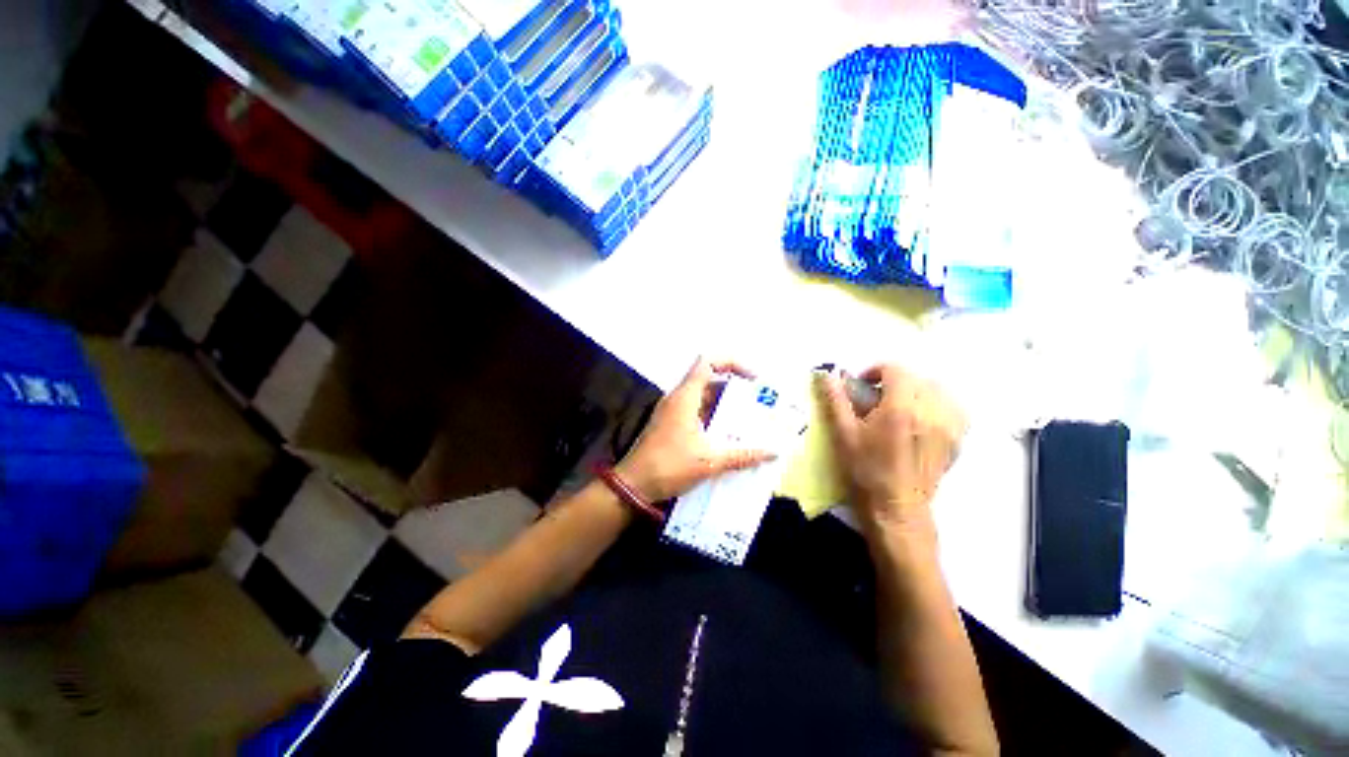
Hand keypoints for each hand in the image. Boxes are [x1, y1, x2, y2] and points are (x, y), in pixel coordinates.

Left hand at [617, 358, 776, 501]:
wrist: (633, 486)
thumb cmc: (669, 466)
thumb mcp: (709, 461)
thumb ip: (742, 455)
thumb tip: (772, 452)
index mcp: (685, 397)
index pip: (708, 362)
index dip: (732, 363)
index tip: (753, 380)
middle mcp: (678, 398)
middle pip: (709, 380)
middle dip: (734, 389)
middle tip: (757, 403)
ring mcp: (673, 411)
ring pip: (703, 398)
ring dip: (725, 406)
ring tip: (749, 419)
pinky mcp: (671, 424)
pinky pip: (697, 412)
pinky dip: (714, 418)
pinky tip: (729, 435)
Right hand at [818, 364, 965, 538]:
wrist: (895, 508)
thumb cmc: (864, 470)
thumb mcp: (843, 434)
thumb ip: (835, 400)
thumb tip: (826, 374)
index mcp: (900, 408)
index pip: (896, 369)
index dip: (875, 371)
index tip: (862, 385)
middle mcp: (930, 412)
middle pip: (917, 377)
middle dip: (894, 381)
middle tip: (876, 398)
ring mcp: (948, 427)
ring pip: (939, 390)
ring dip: (918, 389)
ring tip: (901, 405)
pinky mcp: (956, 441)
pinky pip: (954, 409)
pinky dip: (939, 404)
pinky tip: (923, 417)